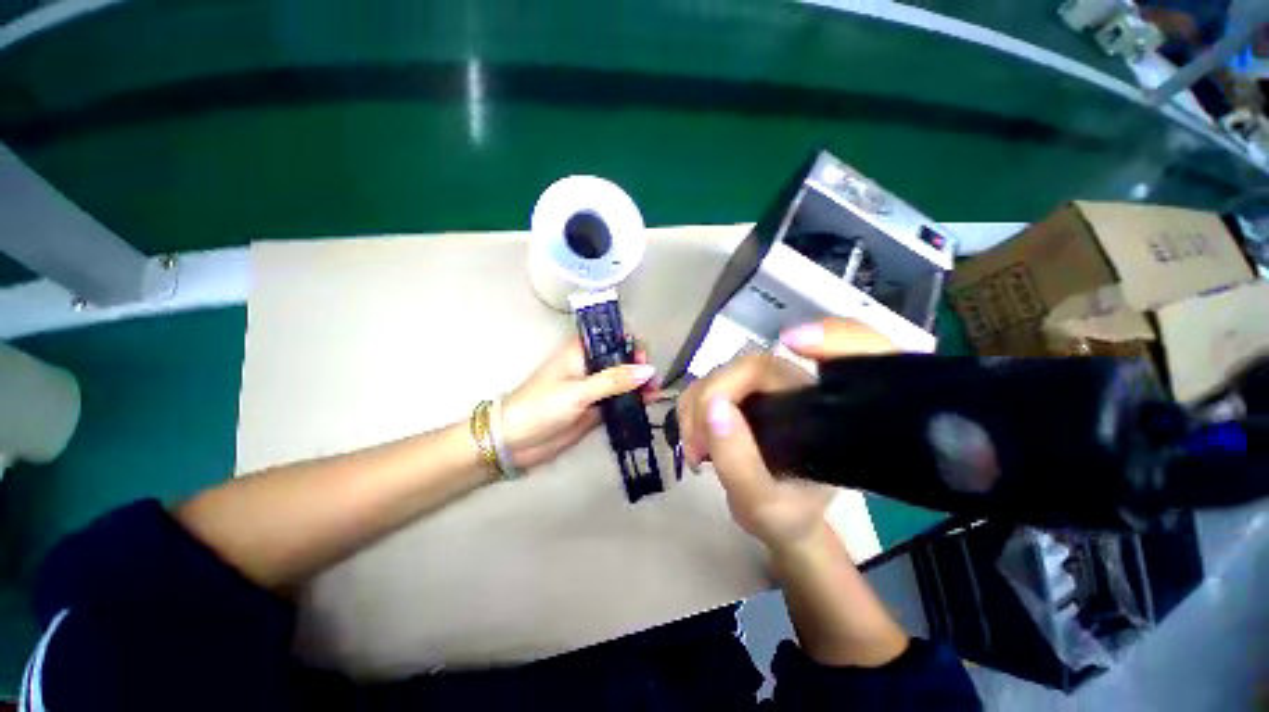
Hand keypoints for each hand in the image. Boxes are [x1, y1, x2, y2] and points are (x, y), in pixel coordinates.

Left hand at [501, 337, 655, 468]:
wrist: (516, 441)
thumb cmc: (541, 407)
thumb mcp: (577, 391)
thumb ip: (614, 381)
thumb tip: (649, 369)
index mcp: (581, 351)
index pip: (612, 338)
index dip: (630, 344)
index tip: (643, 359)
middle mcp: (590, 365)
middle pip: (622, 358)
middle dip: (640, 365)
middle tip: (653, 380)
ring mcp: (595, 388)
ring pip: (624, 379)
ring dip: (641, 383)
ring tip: (655, 392)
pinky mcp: (597, 407)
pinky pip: (621, 399)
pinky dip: (635, 399)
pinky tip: (649, 402)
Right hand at [676, 319, 894, 549]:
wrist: (782, 518)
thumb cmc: (783, 516)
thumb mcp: (762, 506)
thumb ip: (738, 461)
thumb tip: (714, 405)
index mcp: (824, 412)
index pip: (839, 357)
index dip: (829, 337)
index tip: (792, 344)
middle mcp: (798, 388)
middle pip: (748, 366)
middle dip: (710, 399)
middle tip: (698, 448)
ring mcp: (768, 387)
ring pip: (721, 372)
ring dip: (696, 406)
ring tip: (696, 450)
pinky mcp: (743, 391)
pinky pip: (707, 384)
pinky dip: (692, 408)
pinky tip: (695, 438)